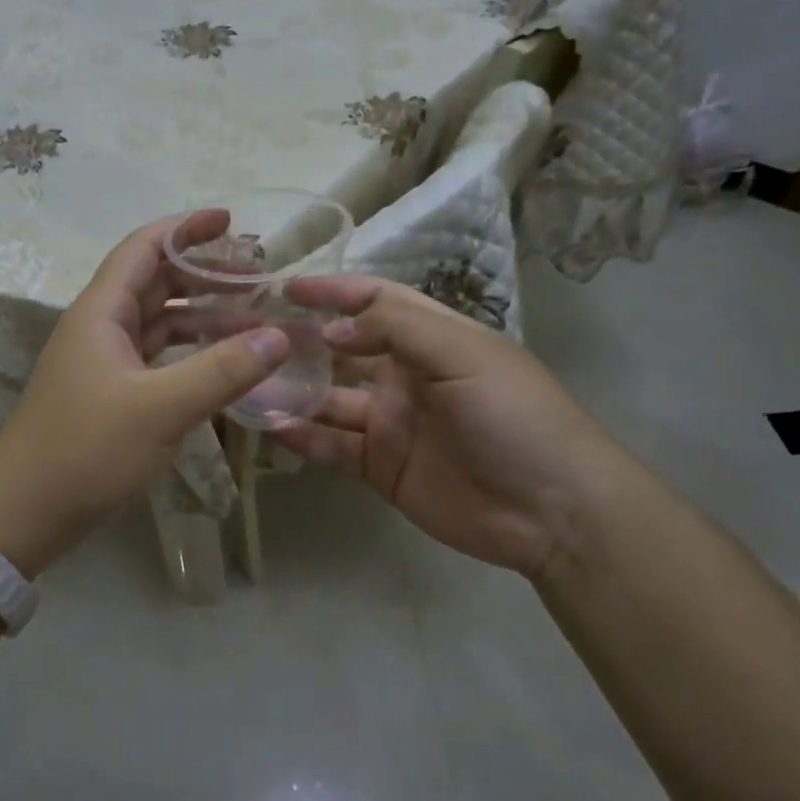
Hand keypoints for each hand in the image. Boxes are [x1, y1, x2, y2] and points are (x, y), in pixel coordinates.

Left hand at [0, 211, 288, 576]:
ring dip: (202, 316)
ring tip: (253, 319)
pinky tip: (222, 364)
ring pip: (158, 323)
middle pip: (155, 283)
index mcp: (102, 312)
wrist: (24, 512)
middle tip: (258, 277)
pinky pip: (157, 358)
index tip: (232, 222)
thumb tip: (279, 336)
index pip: (144, 248)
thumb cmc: (86, 450)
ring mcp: (104, 363)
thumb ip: (221, 370)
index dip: (186, 229)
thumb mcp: (160, 408)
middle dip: (204, 274)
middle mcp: (100, 328)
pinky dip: (190, 353)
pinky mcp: (110, 395)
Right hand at [273, 275, 628, 581]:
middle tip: (249, 334)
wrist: (552, 511)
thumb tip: (330, 329)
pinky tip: (271, 427)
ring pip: (328, 399)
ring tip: (247, 381)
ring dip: (292, 390)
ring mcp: (390, 423)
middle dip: (299, 340)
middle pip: (342, 349)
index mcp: (431, 339)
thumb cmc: (514, 416)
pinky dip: (302, 436)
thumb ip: (396, 330)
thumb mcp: (465, 355)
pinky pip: (332, 446)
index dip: (334, 292)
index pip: (375, 302)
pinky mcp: (380, 466)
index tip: (288, 289)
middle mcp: (404, 375)